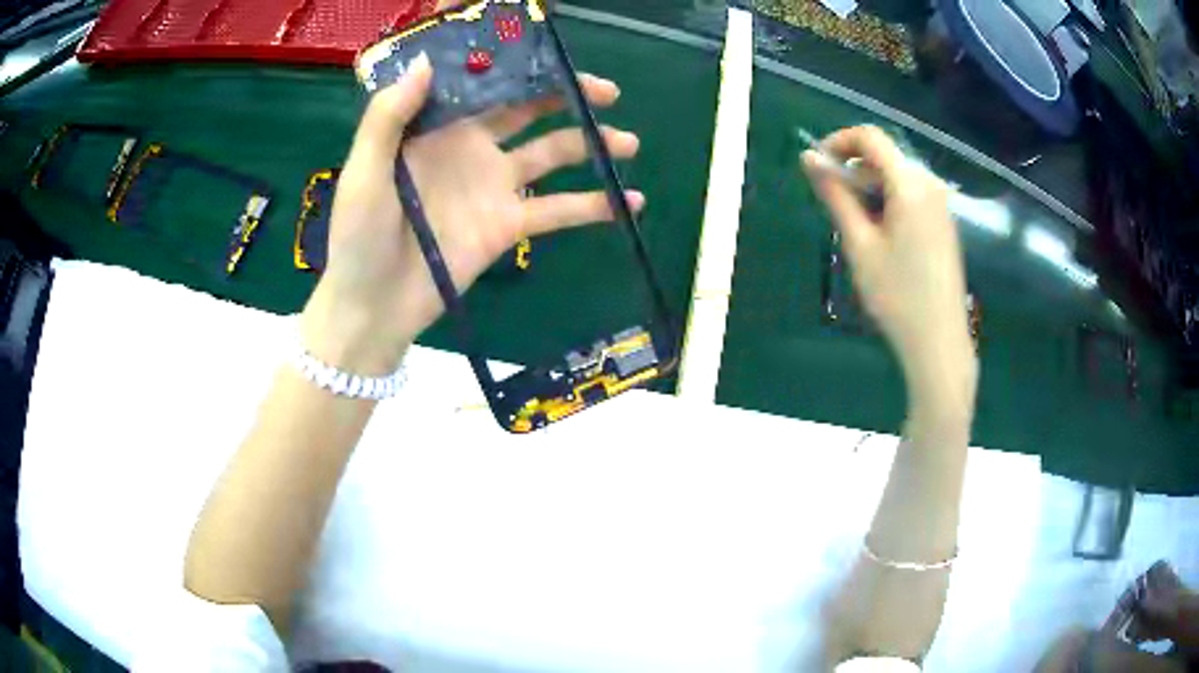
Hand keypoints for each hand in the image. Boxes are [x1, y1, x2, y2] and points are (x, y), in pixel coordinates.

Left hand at [303, 53, 642, 374]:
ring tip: (629, 142)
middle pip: (529, 109)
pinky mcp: (509, 225)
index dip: (516, 64)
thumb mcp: (365, 170)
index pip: (483, 83)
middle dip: (567, 95)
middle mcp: (472, 147)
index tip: (549, 50)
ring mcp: (495, 186)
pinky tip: (630, 201)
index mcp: (437, 127)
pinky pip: (558, 210)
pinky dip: (594, 206)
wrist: (372, 306)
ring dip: (592, 144)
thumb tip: (430, 61)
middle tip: (607, 91)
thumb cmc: (358, 236)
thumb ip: (390, 116)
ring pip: (553, 153)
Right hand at [803, 126, 974, 413]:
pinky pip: (911, 196)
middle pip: (884, 157)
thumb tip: (808, 159)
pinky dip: (889, 203)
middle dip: (854, 171)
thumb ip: (835, 195)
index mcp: (910, 184)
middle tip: (836, 209)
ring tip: (859, 232)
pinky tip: (884, 239)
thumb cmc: (896, 295)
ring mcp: (941, 204)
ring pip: (896, 177)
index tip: (817, 166)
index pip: (870, 137)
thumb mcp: (859, 243)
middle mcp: (929, 185)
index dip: (838, 142)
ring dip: (870, 190)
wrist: (939, 341)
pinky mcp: (944, 222)